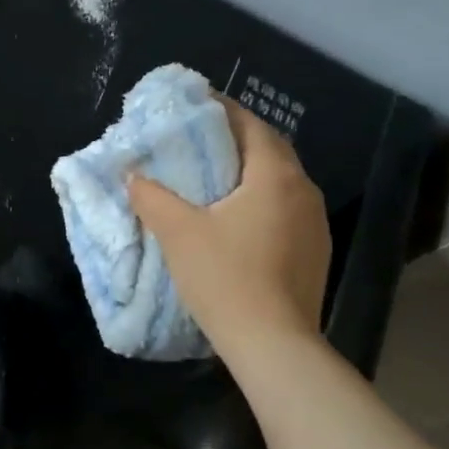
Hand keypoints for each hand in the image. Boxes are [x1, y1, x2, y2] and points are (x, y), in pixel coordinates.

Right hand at [128, 100, 330, 352]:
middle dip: (237, 139)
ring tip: (215, 175)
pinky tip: (237, 217)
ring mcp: (315, 223)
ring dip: (251, 171)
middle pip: (271, 150)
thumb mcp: (178, 232)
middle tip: (200, 138)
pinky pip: (286, 209)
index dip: (224, 110)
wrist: (273, 344)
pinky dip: (261, 200)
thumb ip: (152, 197)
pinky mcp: (314, 252)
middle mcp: (304, 192)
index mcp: (275, 177)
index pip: (252, 126)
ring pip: (281, 181)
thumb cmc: (225, 277)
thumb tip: (132, 176)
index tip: (196, 104)